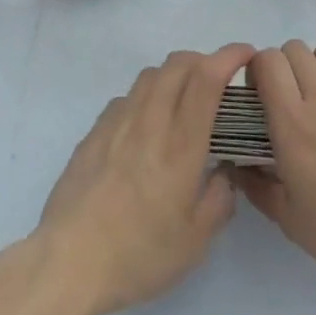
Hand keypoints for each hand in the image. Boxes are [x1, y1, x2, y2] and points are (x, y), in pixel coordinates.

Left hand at [33, 43, 254, 314]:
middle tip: (218, 81)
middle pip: (178, 64)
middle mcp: (150, 120)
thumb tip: (224, 172)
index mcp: (180, 145)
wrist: (70, 259)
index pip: (206, 79)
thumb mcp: (194, 242)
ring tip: (183, 101)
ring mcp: (118, 121)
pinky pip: (127, 97)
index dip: (228, 57)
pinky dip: (146, 96)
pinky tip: (147, 126)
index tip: (246, 54)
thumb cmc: (138, 254)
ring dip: (174, 74)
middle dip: (203, 60)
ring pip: (151, 75)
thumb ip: (218, 200)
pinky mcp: (95, 130)